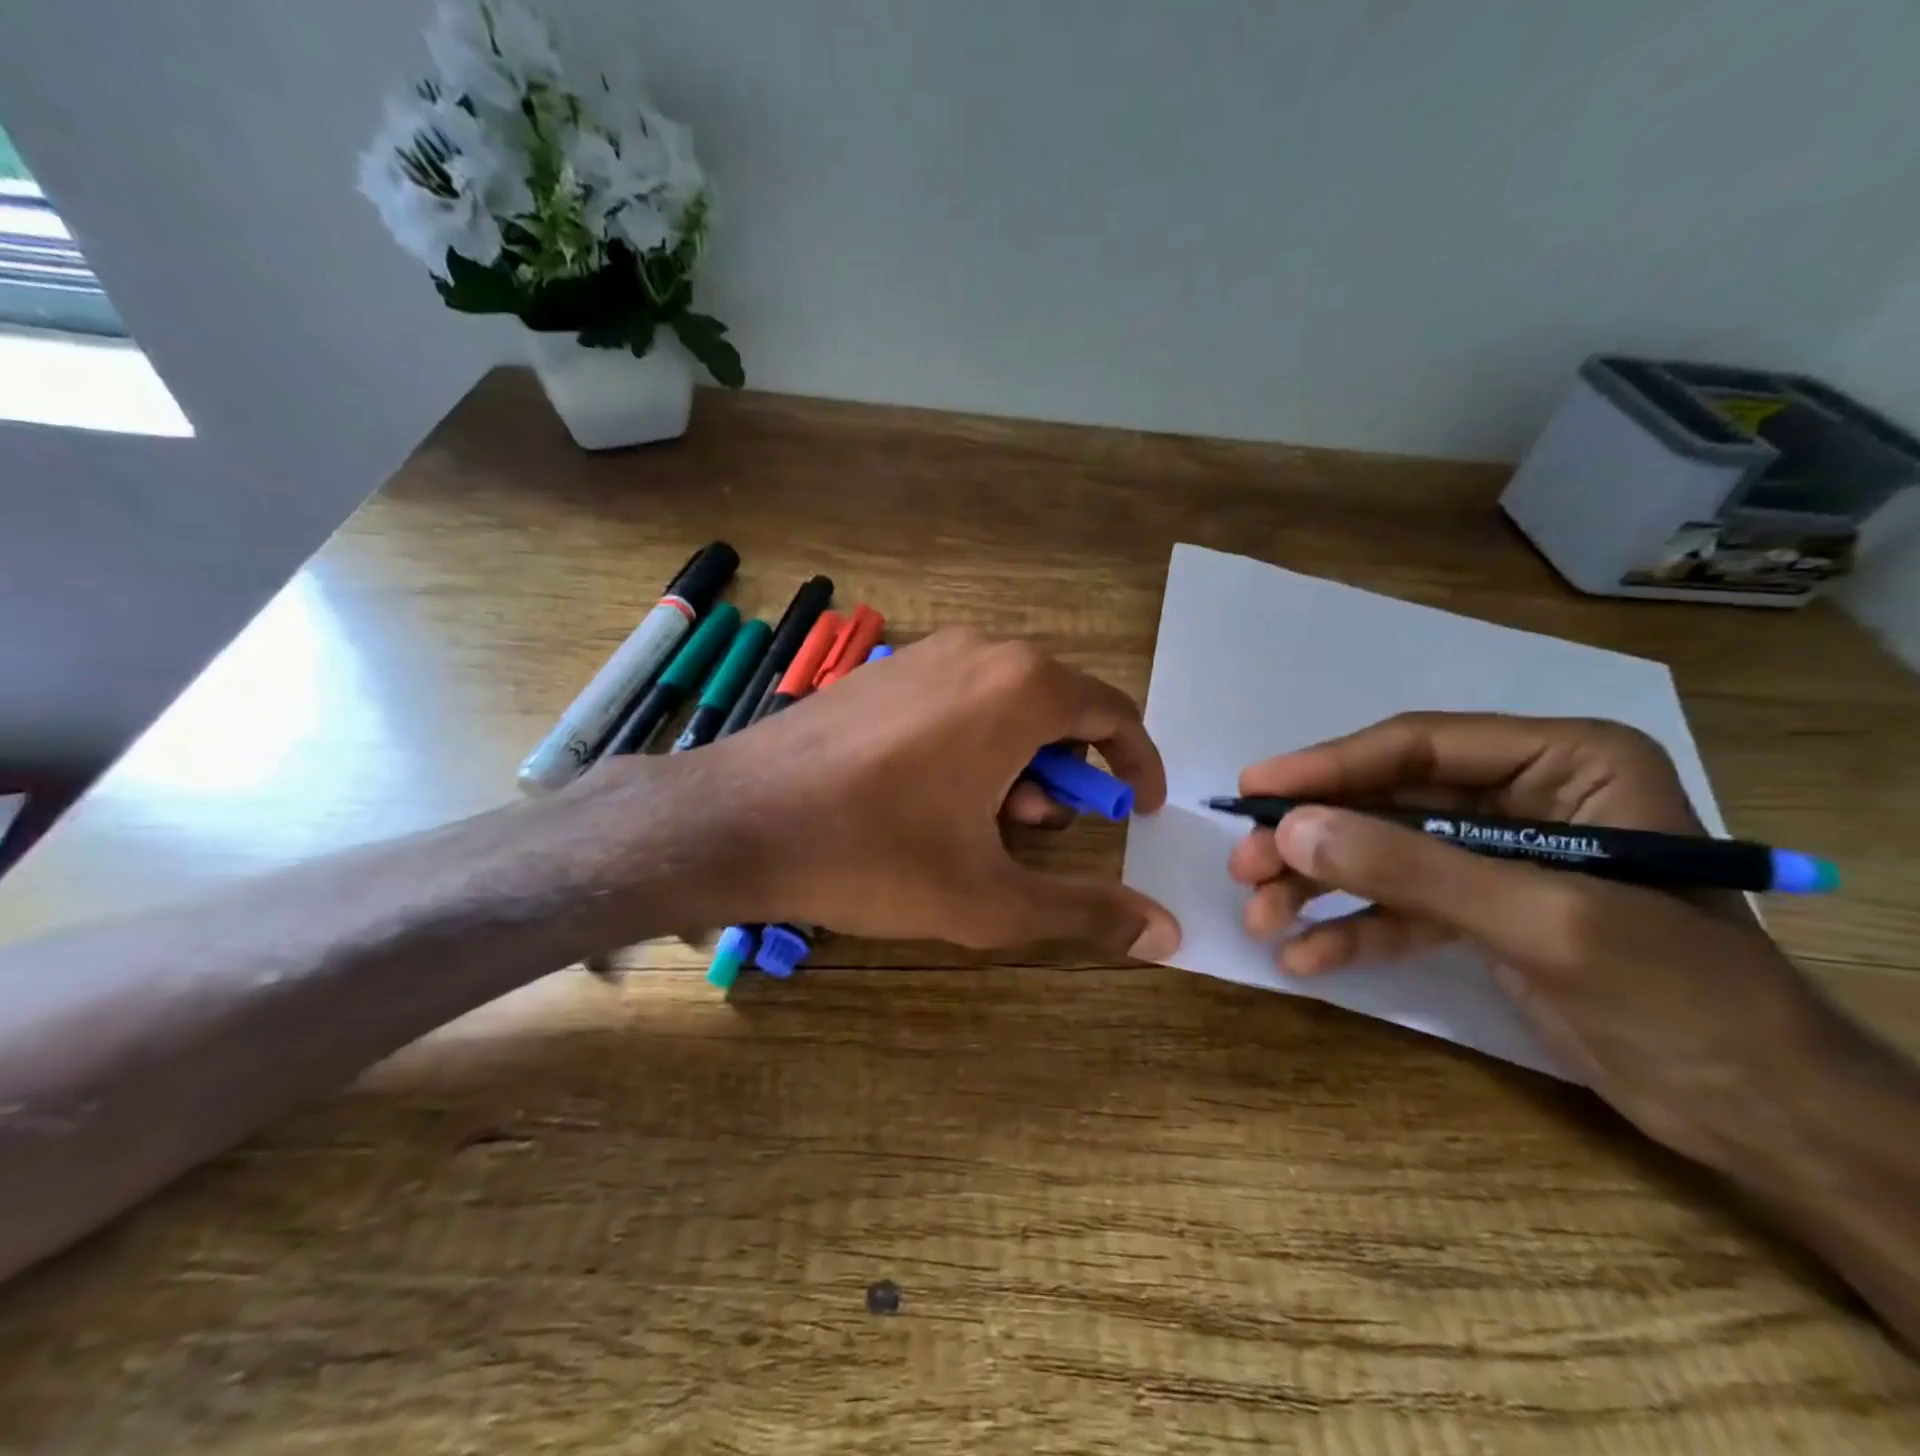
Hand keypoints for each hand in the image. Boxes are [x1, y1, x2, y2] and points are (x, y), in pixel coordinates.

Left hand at [591, 629, 1180, 958]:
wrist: (738, 820)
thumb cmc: (875, 855)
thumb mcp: (990, 899)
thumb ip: (1085, 911)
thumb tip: (1167, 933)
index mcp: (1021, 688)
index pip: (1114, 712)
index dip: (1137, 764)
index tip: (1141, 810)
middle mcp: (979, 651)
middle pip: (1057, 707)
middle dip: (1067, 772)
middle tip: (1042, 831)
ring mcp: (924, 654)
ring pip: (1003, 704)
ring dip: (1016, 763)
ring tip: (983, 824)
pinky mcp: (881, 673)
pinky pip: (955, 700)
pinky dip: (971, 744)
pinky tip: (930, 798)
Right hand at [1228, 713, 1847, 1168]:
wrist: (1764, 1118)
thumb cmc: (1682, 997)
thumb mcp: (1541, 919)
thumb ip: (1411, 867)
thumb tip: (1290, 830)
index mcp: (1562, 762)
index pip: (1419, 746)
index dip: (1327, 766)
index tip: (1252, 791)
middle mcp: (1521, 796)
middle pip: (1386, 803)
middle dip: (1313, 840)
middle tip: (1243, 868)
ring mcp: (1494, 856)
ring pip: (1382, 855)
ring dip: (1317, 887)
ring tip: (1260, 919)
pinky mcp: (1480, 912)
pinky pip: (1400, 907)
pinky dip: (1352, 930)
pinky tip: (1305, 959)